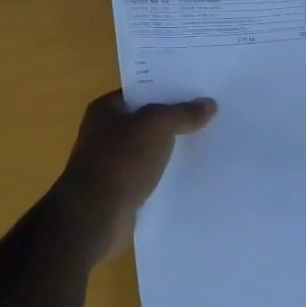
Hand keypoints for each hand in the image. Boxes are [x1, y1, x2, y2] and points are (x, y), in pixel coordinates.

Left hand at [54, 91, 217, 248]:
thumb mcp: (157, 126)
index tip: (198, 91)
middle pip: (147, 121)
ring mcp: (112, 164)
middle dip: (174, 121)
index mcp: (105, 110)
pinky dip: (166, 175)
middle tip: (210, 117)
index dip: (167, 90)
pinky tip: (192, 175)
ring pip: (150, 150)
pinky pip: (150, 176)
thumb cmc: (121, 160)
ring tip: (208, 144)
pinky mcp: (121, 191)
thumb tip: (209, 104)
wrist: (95, 216)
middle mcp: (105, 134)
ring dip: (172, 150)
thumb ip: (183, 113)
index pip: (141, 92)